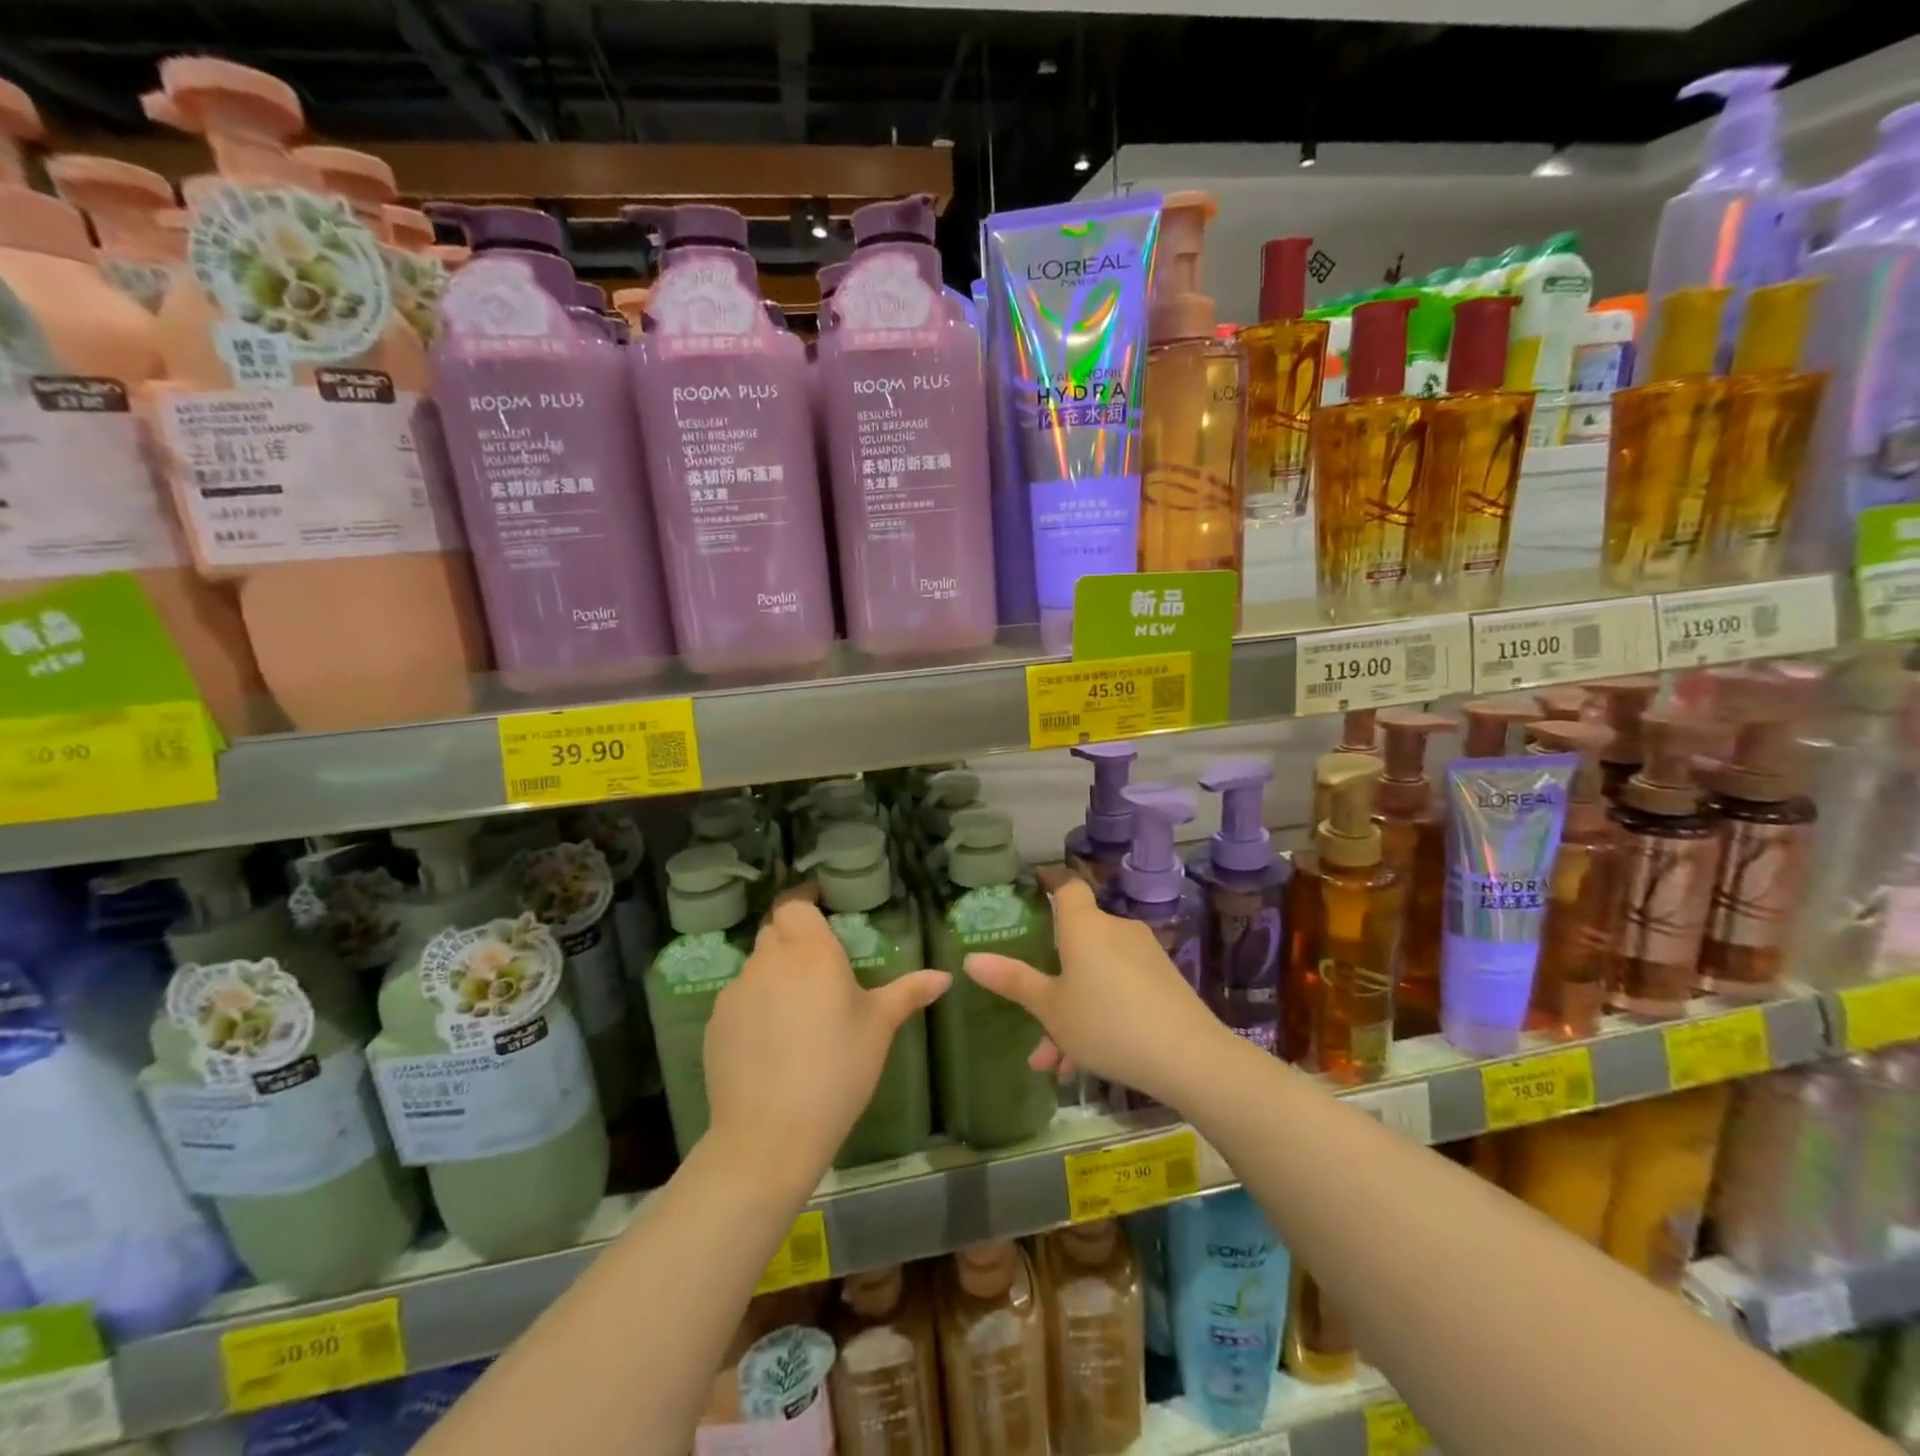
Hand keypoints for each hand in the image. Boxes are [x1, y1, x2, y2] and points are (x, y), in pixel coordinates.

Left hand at [703, 893, 948, 1188]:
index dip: (804, 899)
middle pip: (775, 930)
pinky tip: (771, 1040)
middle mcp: (769, 960)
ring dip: (775, 972)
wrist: (770, 1134)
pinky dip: (755, 1005)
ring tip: (798, 1008)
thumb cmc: (838, 1070)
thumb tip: (944, 977)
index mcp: (811, 951)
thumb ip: (908, 993)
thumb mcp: (879, 1028)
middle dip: (794, 936)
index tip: (821, 906)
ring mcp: (737, 991)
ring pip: (756, 965)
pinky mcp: (715, 1022)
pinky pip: (739, 998)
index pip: (795, 903)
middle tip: (818, 961)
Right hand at [964, 871, 1227, 1110]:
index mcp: (1084, 926)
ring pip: (1095, 975)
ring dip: (1072, 1011)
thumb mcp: (1050, 1008)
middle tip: (1034, 1021)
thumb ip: (1013, 981)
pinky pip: (1120, 988)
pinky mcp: (1163, 981)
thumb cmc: (1106, 1023)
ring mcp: (1143, 955)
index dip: (1050, 883)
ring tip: (1057, 1062)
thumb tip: (971, 959)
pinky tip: (1086, 1062)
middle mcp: (1115, 930)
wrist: (1188, 1057)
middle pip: (1076, 941)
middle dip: (1052, 982)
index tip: (1034, 888)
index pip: (1067, 885)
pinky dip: (1101, 1014)